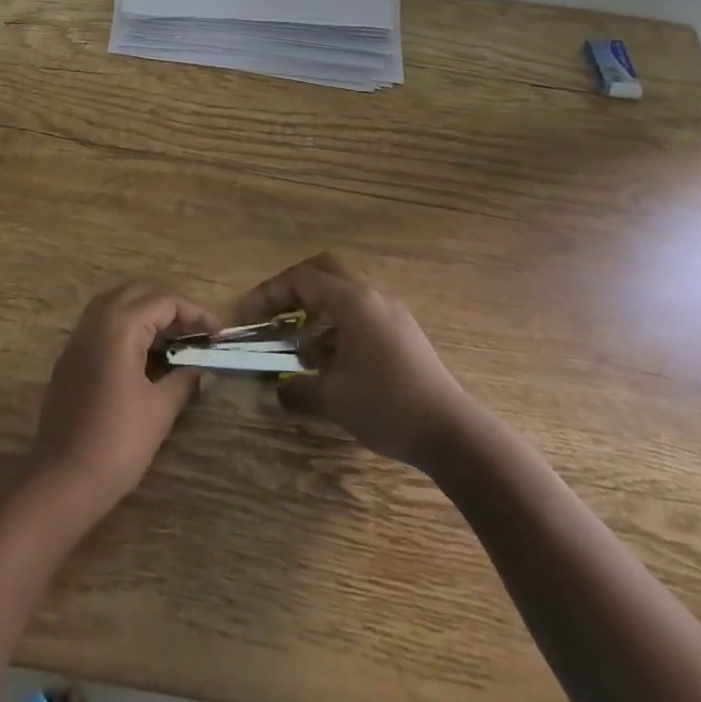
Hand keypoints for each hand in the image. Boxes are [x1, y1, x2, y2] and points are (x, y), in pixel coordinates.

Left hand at [29, 283, 219, 516]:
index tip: (218, 334)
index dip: (196, 314)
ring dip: (146, 313)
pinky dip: (127, 326)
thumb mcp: (159, 410)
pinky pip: (102, 323)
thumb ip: (184, 381)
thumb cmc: (116, 442)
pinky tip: (144, 354)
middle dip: (171, 307)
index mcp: (119, 325)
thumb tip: (203, 369)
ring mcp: (79, 337)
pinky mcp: (70, 356)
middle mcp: (96, 320)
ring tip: (174, 339)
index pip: (164, 301)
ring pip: (117, 304)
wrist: (62, 479)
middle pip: (139, 293)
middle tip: (196, 332)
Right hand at [238, 252, 463, 468]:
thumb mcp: (334, 400)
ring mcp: (391, 311)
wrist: (452, 433)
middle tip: (275, 310)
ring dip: (318, 303)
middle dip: (294, 285)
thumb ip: (298, 388)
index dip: (269, 294)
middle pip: (325, 268)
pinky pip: (361, 309)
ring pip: (345, 288)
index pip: (301, 280)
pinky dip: (338, 320)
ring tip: (300, 337)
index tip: (248, 316)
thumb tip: (278, 388)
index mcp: (352, 302)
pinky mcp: (403, 331)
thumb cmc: (387, 407)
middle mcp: (371, 295)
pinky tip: (331, 354)